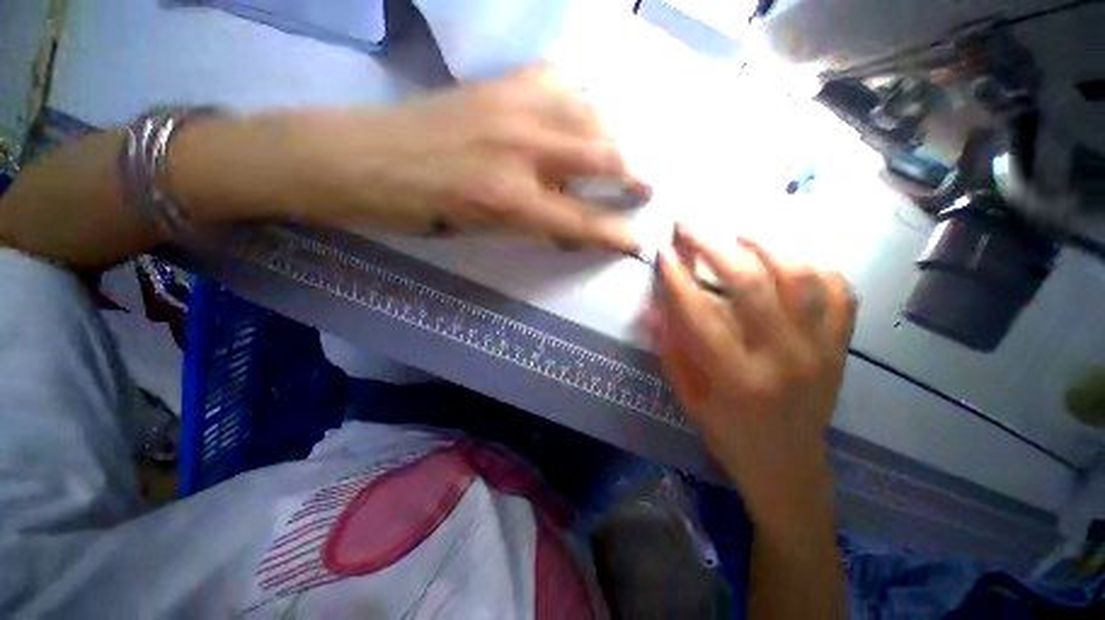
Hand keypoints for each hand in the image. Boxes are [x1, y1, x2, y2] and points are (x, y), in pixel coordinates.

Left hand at [233, 65, 647, 251]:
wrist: (359, 158)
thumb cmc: (416, 210)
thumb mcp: (479, 232)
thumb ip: (531, 225)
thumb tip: (569, 224)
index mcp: (509, 199)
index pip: (582, 221)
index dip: (616, 235)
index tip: (641, 242)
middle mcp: (521, 149)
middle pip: (602, 155)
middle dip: (636, 173)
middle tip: (652, 186)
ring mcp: (511, 106)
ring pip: (590, 111)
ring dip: (618, 133)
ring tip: (629, 149)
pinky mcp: (497, 83)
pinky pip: (559, 77)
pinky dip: (584, 93)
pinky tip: (590, 106)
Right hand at [646, 225, 856, 535]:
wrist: (790, 467)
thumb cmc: (730, 435)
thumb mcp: (689, 399)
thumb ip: (670, 350)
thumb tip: (652, 308)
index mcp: (737, 378)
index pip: (700, 314)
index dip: (677, 278)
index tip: (663, 251)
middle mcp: (784, 357)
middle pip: (751, 283)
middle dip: (714, 246)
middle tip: (691, 224)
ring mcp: (821, 349)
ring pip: (800, 276)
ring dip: (765, 243)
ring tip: (737, 231)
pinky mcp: (840, 347)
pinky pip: (838, 292)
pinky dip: (813, 266)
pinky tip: (787, 258)